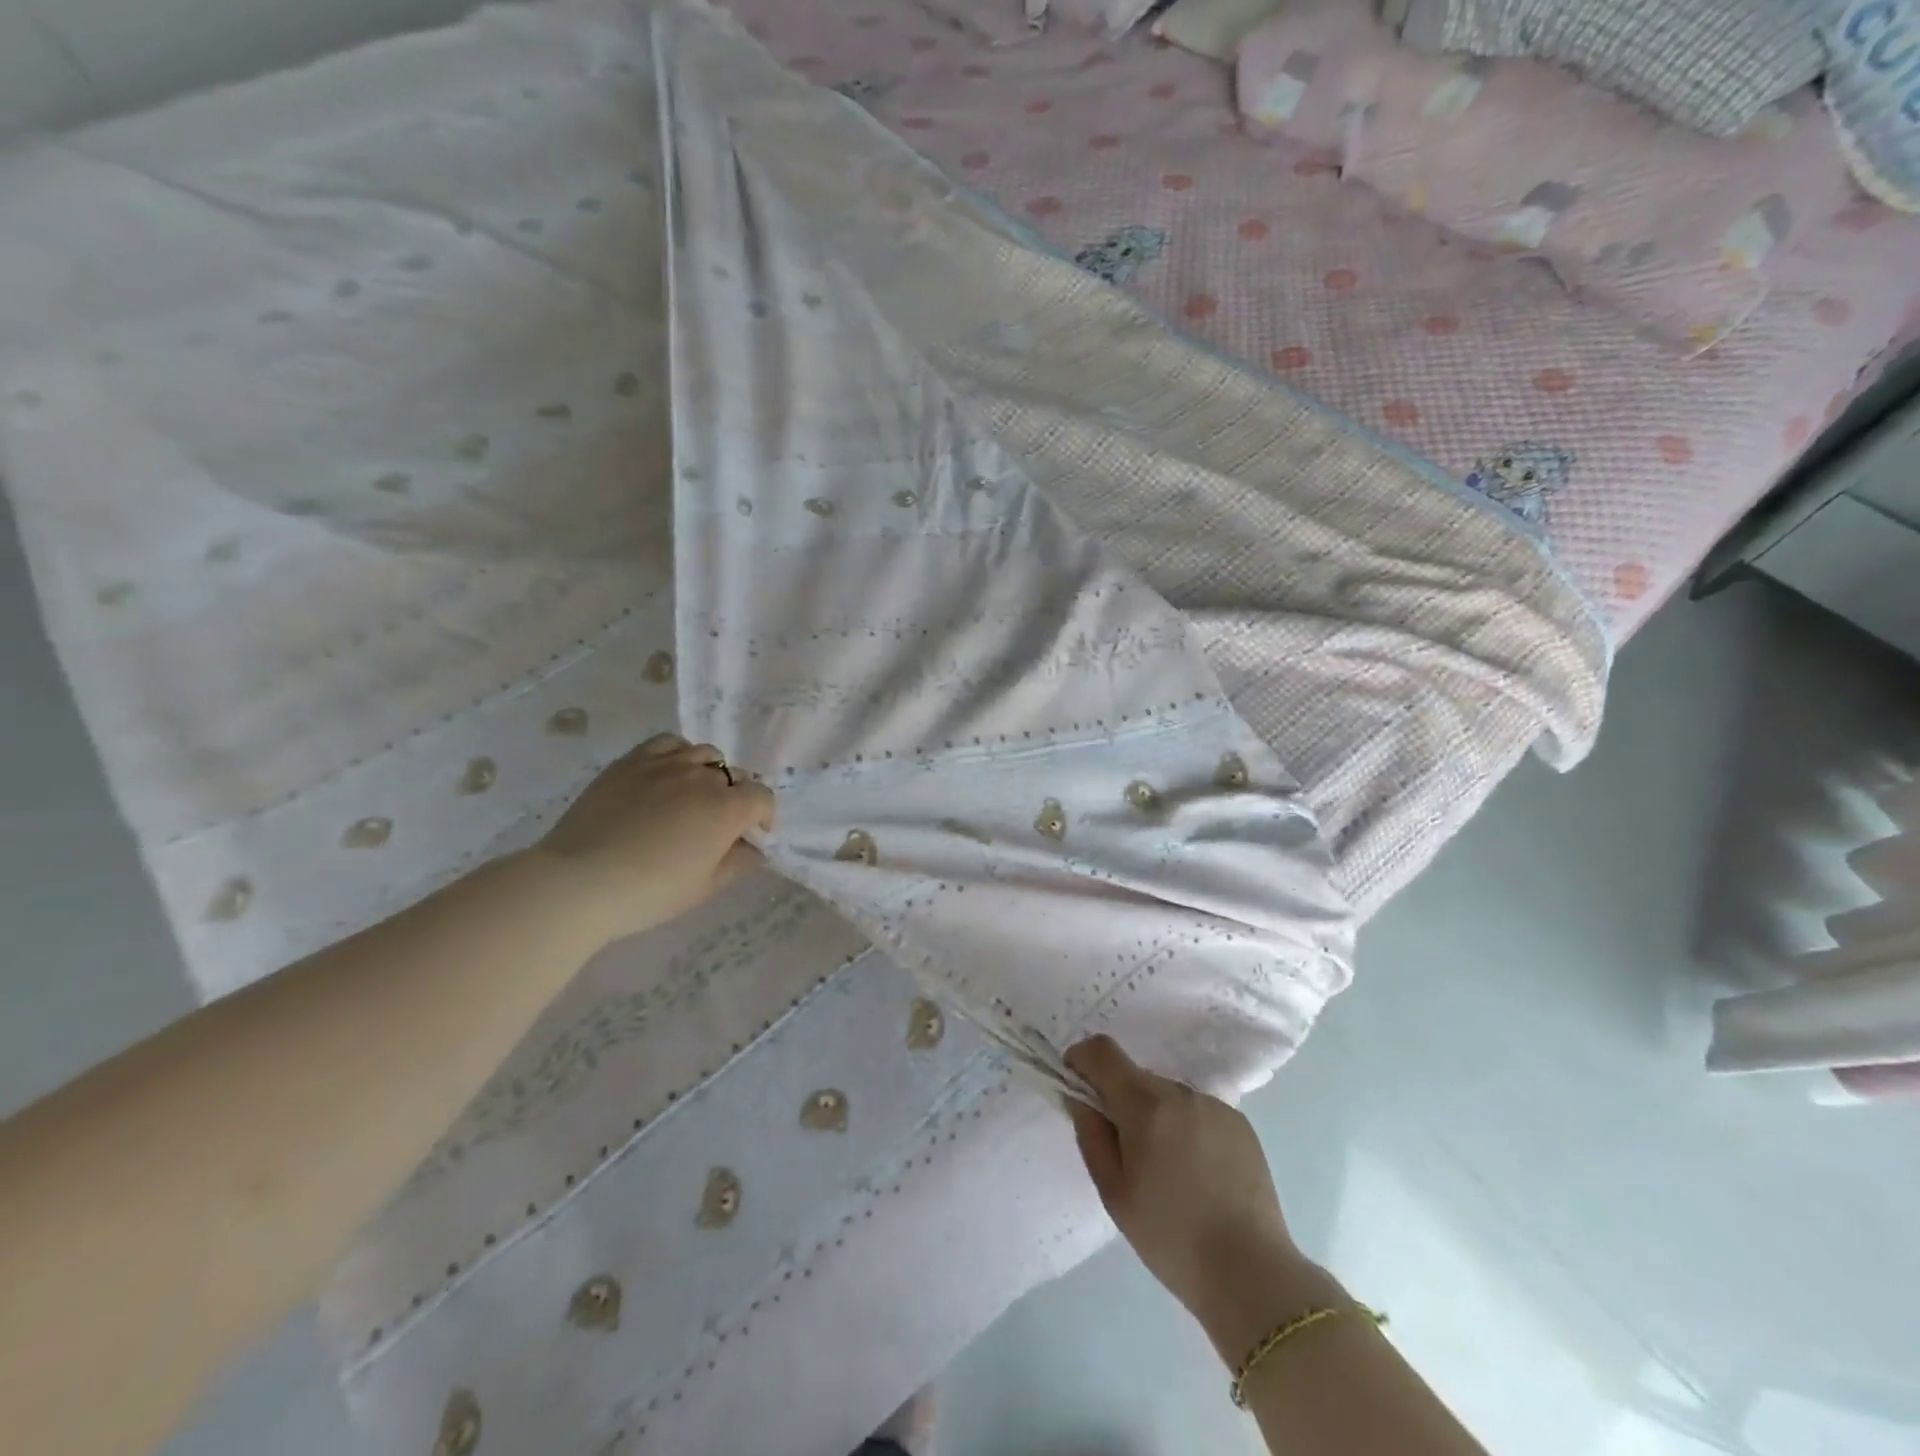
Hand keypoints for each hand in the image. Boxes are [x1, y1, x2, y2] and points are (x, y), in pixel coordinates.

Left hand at [536, 733, 775, 943]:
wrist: (579, 882)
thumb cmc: (650, 893)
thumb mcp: (705, 887)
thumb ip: (739, 862)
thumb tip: (754, 847)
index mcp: (727, 809)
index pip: (762, 797)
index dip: (764, 817)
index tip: (753, 836)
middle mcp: (702, 777)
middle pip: (735, 776)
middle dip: (736, 797)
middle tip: (719, 824)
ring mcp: (666, 763)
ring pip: (705, 754)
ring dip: (710, 773)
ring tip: (694, 795)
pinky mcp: (632, 760)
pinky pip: (668, 743)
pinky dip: (678, 754)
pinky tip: (668, 774)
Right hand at [1066, 1035, 1324, 1358]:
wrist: (1251, 1273)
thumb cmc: (1170, 1237)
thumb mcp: (1113, 1192)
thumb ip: (1091, 1135)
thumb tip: (1080, 1097)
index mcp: (1145, 1105)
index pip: (1102, 1051)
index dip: (1082, 1060)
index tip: (1079, 1088)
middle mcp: (1180, 1092)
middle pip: (1136, 1076)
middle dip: (1121, 1100)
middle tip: (1126, 1152)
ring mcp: (1214, 1105)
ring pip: (1167, 1095)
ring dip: (1155, 1116)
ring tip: (1168, 1171)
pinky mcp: (1239, 1123)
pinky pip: (1197, 1112)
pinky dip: (1186, 1129)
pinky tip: (1198, 1175)